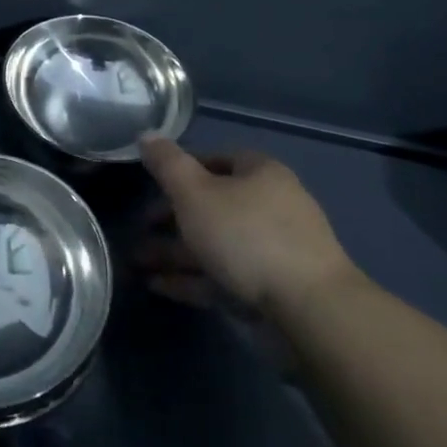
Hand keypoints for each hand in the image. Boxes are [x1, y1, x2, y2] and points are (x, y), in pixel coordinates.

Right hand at [136, 136, 362, 323]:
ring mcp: (274, 251)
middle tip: (138, 228)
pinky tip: (157, 286)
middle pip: (212, 205)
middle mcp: (271, 206)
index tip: (150, 184)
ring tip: (136, 262)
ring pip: (215, 244)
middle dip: (171, 218)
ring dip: (175, 252)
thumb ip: (167, 164)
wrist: (309, 312)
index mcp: (260, 173)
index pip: (215, 159)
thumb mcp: (195, 192)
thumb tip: (146, 135)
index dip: (181, 169)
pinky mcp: (272, 290)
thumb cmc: (246, 235)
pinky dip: (191, 279)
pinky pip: (223, 277)